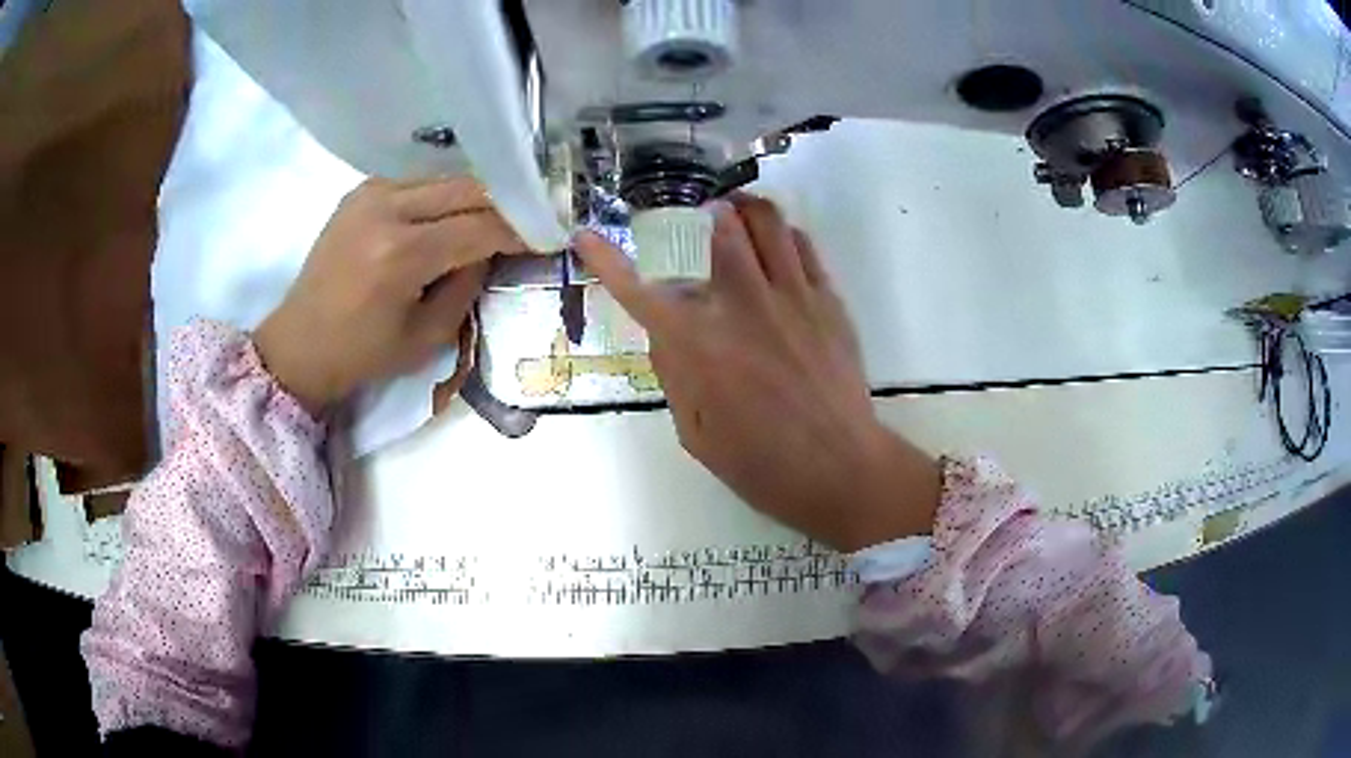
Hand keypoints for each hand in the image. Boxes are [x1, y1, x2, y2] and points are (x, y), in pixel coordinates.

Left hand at [255, 177, 521, 413]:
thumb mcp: (427, 335)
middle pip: (467, 189)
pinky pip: (418, 183)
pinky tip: (451, 215)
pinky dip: (443, 196)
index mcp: (401, 254)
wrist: (299, 344)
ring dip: (475, 197)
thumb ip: (468, 286)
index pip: (480, 228)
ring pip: (445, 179)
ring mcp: (370, 193)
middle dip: (504, 204)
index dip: (520, 231)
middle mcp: (386, 209)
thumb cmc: (362, 354)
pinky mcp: (361, 191)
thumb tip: (492, 250)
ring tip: (495, 218)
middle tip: (529, 220)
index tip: (548, 236)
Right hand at [575, 195, 939, 550]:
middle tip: (689, 219)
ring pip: (766, 220)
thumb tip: (666, 330)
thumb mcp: (694, 432)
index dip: (605, 259)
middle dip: (696, 213)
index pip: (639, 289)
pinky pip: (803, 243)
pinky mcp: (829, 300)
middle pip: (716, 227)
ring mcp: (792, 296)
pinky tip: (774, 245)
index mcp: (699, 345)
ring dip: (741, 209)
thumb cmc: (761, 463)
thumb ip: (674, 372)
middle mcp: (742, 305)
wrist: (839, 469)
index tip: (586, 237)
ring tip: (731, 214)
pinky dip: (781, 233)